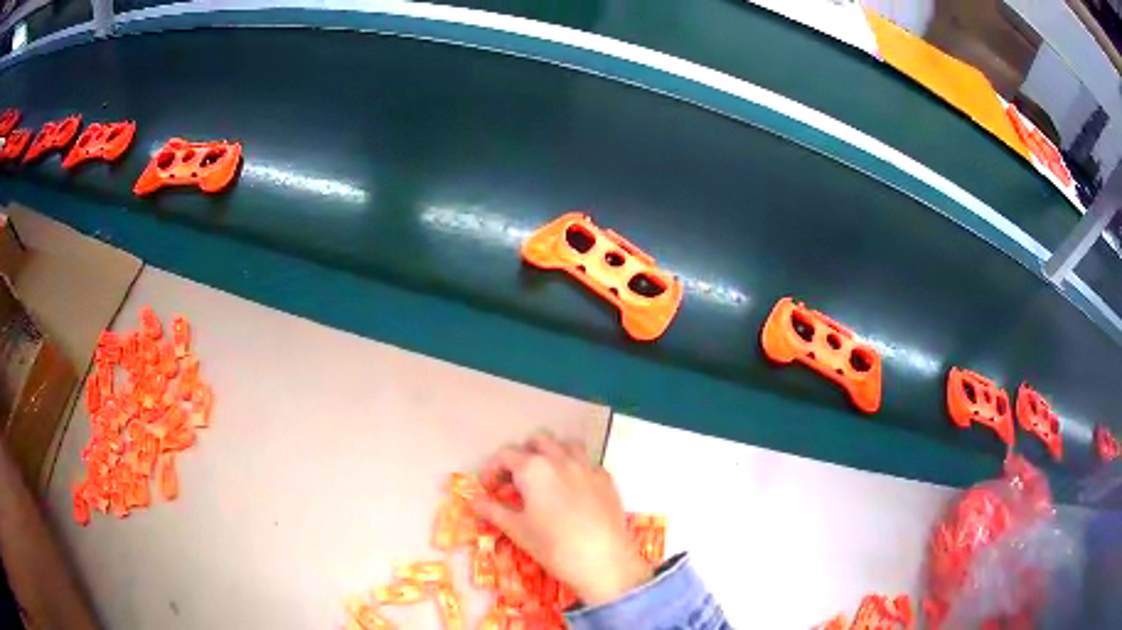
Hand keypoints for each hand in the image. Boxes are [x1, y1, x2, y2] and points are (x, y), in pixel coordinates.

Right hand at [471, 431, 651, 606]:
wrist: (602, 560)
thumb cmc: (553, 546)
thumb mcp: (516, 530)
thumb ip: (492, 510)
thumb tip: (474, 500)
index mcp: (533, 468)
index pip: (505, 454)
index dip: (493, 469)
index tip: (490, 489)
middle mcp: (560, 458)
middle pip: (537, 440)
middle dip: (524, 454)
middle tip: (518, 480)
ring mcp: (587, 466)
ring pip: (566, 444)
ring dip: (552, 454)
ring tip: (547, 479)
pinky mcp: (606, 478)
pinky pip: (587, 462)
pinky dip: (576, 468)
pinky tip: (574, 492)